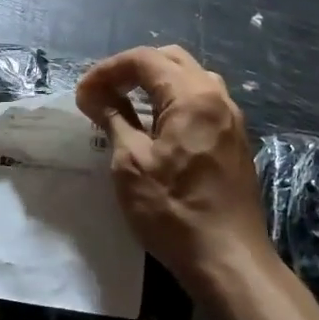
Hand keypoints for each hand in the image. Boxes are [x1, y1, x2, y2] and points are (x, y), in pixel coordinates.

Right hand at [75, 45, 272, 287]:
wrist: (228, 260)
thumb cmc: (173, 211)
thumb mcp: (131, 163)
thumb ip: (113, 118)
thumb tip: (92, 94)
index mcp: (192, 96)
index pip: (145, 59)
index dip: (108, 70)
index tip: (83, 93)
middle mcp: (217, 97)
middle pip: (170, 60)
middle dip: (132, 69)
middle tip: (103, 93)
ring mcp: (231, 118)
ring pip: (190, 78)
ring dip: (155, 83)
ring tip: (126, 105)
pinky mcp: (235, 139)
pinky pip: (202, 101)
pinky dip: (174, 100)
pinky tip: (155, 126)